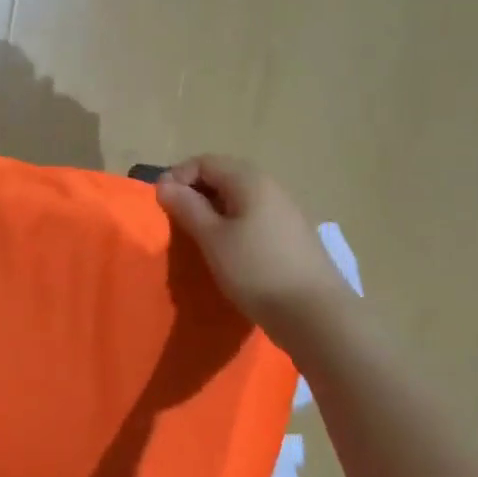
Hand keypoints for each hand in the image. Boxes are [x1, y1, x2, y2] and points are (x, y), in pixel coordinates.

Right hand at [156, 155, 352, 332]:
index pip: (205, 161)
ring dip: (213, 210)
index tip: (161, 204)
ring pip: (239, 198)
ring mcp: (286, 211)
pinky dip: (233, 225)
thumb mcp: (213, 239)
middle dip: (195, 192)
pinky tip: (228, 251)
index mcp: (250, 180)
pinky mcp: (292, 235)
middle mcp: (271, 187)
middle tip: (176, 220)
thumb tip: (165, 184)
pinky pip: (254, 217)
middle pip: (224, 176)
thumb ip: (187, 207)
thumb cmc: (256, 270)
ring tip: (198, 237)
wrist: (316, 315)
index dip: (178, 176)